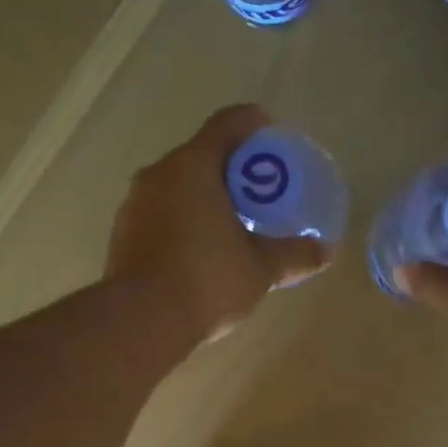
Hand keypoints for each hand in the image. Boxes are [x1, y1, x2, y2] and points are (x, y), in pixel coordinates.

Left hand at [106, 104, 333, 343]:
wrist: (141, 322)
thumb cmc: (207, 280)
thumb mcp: (260, 269)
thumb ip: (293, 255)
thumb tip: (326, 252)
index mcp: (193, 165)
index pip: (228, 124)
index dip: (254, 125)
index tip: (272, 141)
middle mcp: (157, 174)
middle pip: (200, 157)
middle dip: (230, 172)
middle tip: (257, 197)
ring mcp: (133, 205)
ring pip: (175, 189)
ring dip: (202, 200)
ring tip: (228, 230)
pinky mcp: (121, 237)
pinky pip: (158, 217)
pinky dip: (180, 224)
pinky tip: (197, 256)